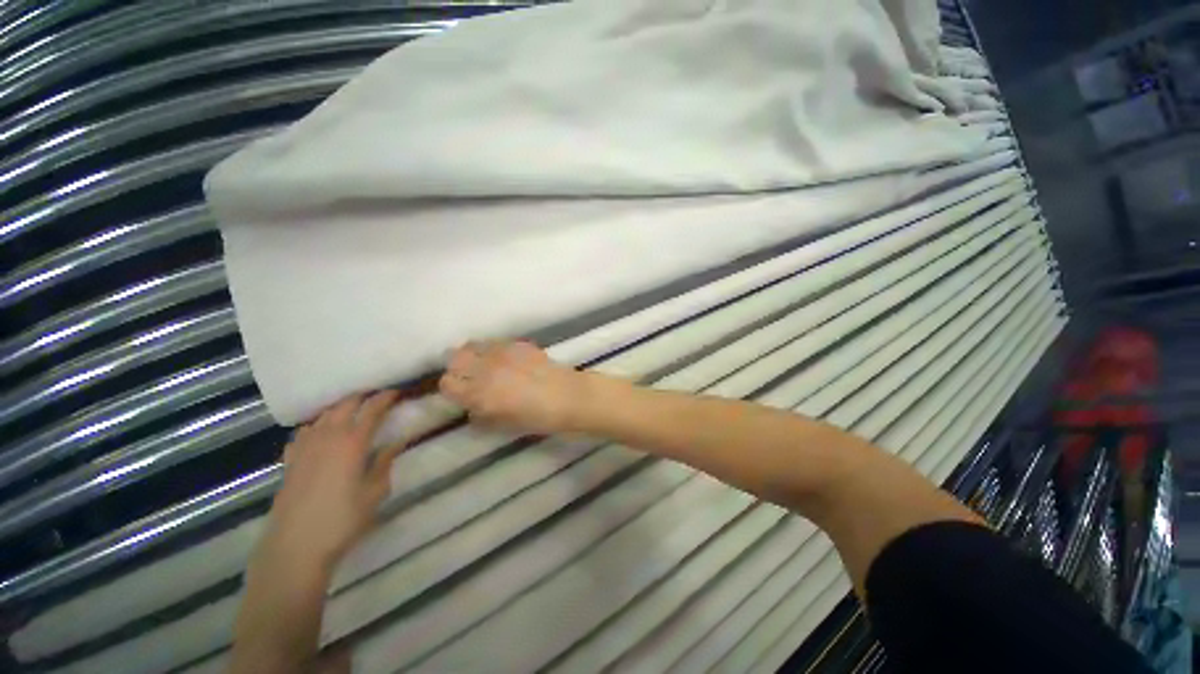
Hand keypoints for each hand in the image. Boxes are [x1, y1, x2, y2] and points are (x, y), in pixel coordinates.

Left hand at [262, 391, 400, 574]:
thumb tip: (396, 442)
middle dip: (362, 396)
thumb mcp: (375, 492)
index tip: (397, 392)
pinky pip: (304, 433)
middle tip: (377, 397)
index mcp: (352, 442)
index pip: (371, 409)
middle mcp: (327, 437)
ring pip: (323, 416)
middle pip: (344, 405)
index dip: (385, 397)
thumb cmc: (342, 520)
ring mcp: (304, 448)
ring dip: (340, 408)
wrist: (295, 547)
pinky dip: (316, 426)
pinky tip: (320, 434)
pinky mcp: (290, 461)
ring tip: (352, 411)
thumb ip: (385, 462)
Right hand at [439, 341, 590, 434]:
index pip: (447, 384)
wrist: (568, 396)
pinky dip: (492, 349)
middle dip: (457, 367)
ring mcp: (502, 353)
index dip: (452, 389)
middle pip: (454, 358)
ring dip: (473, 354)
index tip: (460, 393)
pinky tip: (505, 358)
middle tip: (469, 375)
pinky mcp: (517, 344)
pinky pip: (495, 342)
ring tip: (484, 363)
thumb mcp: (505, 425)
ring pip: (473, 345)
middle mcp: (486, 369)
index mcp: (480, 394)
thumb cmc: (538, 417)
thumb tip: (472, 408)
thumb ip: (482, 416)